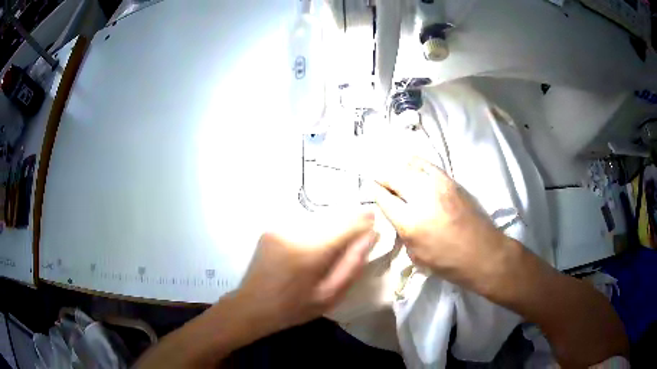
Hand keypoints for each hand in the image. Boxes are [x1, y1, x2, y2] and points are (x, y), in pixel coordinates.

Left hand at [232, 212, 378, 336]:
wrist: (252, 306)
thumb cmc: (294, 307)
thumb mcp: (330, 295)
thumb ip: (352, 264)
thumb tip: (371, 236)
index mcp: (310, 251)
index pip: (345, 225)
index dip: (363, 221)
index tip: (375, 220)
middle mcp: (294, 232)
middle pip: (331, 217)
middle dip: (348, 222)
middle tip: (360, 232)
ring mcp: (279, 228)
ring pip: (317, 218)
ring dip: (331, 225)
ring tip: (338, 239)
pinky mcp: (271, 229)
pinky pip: (302, 223)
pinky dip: (315, 229)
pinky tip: (315, 243)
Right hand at [372, 157, 507, 289]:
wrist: (484, 254)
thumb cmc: (449, 263)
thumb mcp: (417, 255)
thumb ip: (403, 232)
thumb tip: (397, 216)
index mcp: (410, 222)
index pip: (384, 198)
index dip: (373, 192)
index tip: (369, 189)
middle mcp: (422, 198)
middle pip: (394, 176)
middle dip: (382, 177)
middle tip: (378, 179)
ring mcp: (439, 186)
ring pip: (410, 166)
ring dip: (398, 168)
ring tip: (393, 172)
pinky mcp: (452, 181)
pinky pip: (428, 165)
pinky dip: (416, 164)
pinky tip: (412, 167)